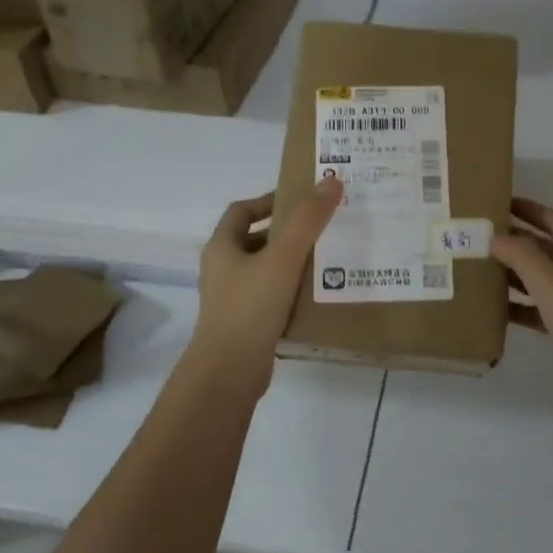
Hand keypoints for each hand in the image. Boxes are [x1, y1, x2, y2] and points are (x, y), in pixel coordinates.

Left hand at [189, 177, 343, 385]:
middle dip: (286, 233)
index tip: (302, 201)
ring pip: (264, 269)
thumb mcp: (283, 258)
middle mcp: (222, 269)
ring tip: (326, 260)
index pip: (242, 210)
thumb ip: (308, 221)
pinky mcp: (245, 323)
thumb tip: (331, 181)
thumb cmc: (251, 307)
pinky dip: (290, 290)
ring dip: (290, 262)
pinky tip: (315, 295)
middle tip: (322, 229)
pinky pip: (270, 296)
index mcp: (222, 247)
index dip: (269, 201)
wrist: (230, 371)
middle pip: (255, 239)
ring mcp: (231, 298)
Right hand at [493, 198, 552, 358]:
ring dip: (516, 274)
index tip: (498, 203)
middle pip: (550, 250)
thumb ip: (524, 258)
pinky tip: (495, 307)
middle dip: (518, 243)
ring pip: (545, 280)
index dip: (529, 210)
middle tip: (481, 236)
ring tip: (481, 267)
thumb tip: (496, 237)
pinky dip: (522, 306)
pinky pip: (543, 309)